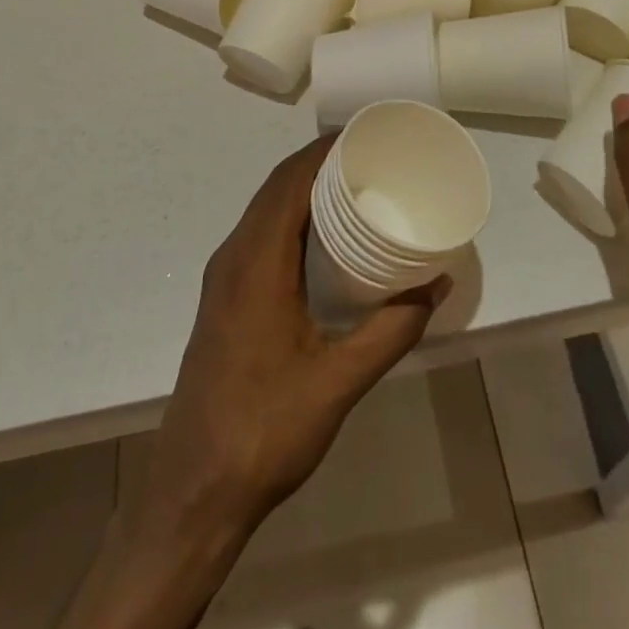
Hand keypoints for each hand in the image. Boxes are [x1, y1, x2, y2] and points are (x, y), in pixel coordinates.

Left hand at [136, 135, 449, 544]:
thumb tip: (436, 284)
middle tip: (372, 158)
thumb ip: (391, 330)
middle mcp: (234, 257)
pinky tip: (323, 236)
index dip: (324, 150)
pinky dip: (291, 215)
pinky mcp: (225, 297)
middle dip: (320, 163)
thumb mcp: (339, 381)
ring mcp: (224, 277)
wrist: (193, 491)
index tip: (368, 136)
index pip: (289, 181)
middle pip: (276, 187)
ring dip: (304, 188)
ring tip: (355, 187)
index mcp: (256, 262)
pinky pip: (260, 233)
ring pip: (265, 209)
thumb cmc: (266, 430)